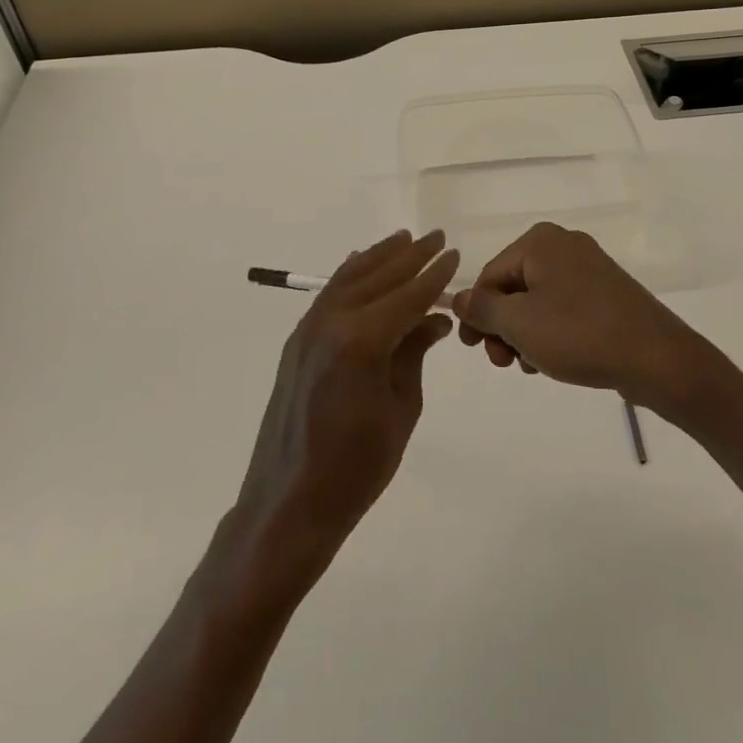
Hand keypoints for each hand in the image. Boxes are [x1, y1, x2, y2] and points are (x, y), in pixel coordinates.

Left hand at [231, 230, 458, 584]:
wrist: (288, 504)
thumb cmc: (357, 467)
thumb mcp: (401, 410)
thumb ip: (414, 354)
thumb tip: (434, 319)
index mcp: (362, 340)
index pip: (408, 295)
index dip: (434, 275)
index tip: (454, 254)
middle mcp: (332, 322)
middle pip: (378, 277)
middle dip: (410, 256)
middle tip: (436, 237)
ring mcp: (309, 329)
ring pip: (349, 278)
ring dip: (379, 257)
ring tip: (404, 239)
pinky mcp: (297, 342)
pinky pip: (328, 295)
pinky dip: (350, 275)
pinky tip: (361, 265)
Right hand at [451, 222, 715, 413]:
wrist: (657, 357)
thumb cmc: (579, 333)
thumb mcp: (519, 323)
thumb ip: (481, 309)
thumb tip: (457, 299)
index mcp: (539, 241)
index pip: (489, 277)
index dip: (476, 315)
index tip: (474, 350)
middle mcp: (563, 245)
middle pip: (512, 288)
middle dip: (502, 327)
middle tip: (504, 363)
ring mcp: (588, 268)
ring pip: (536, 301)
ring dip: (524, 335)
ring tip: (532, 365)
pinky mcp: (606, 292)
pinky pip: (563, 308)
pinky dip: (550, 332)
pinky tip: (553, 360)